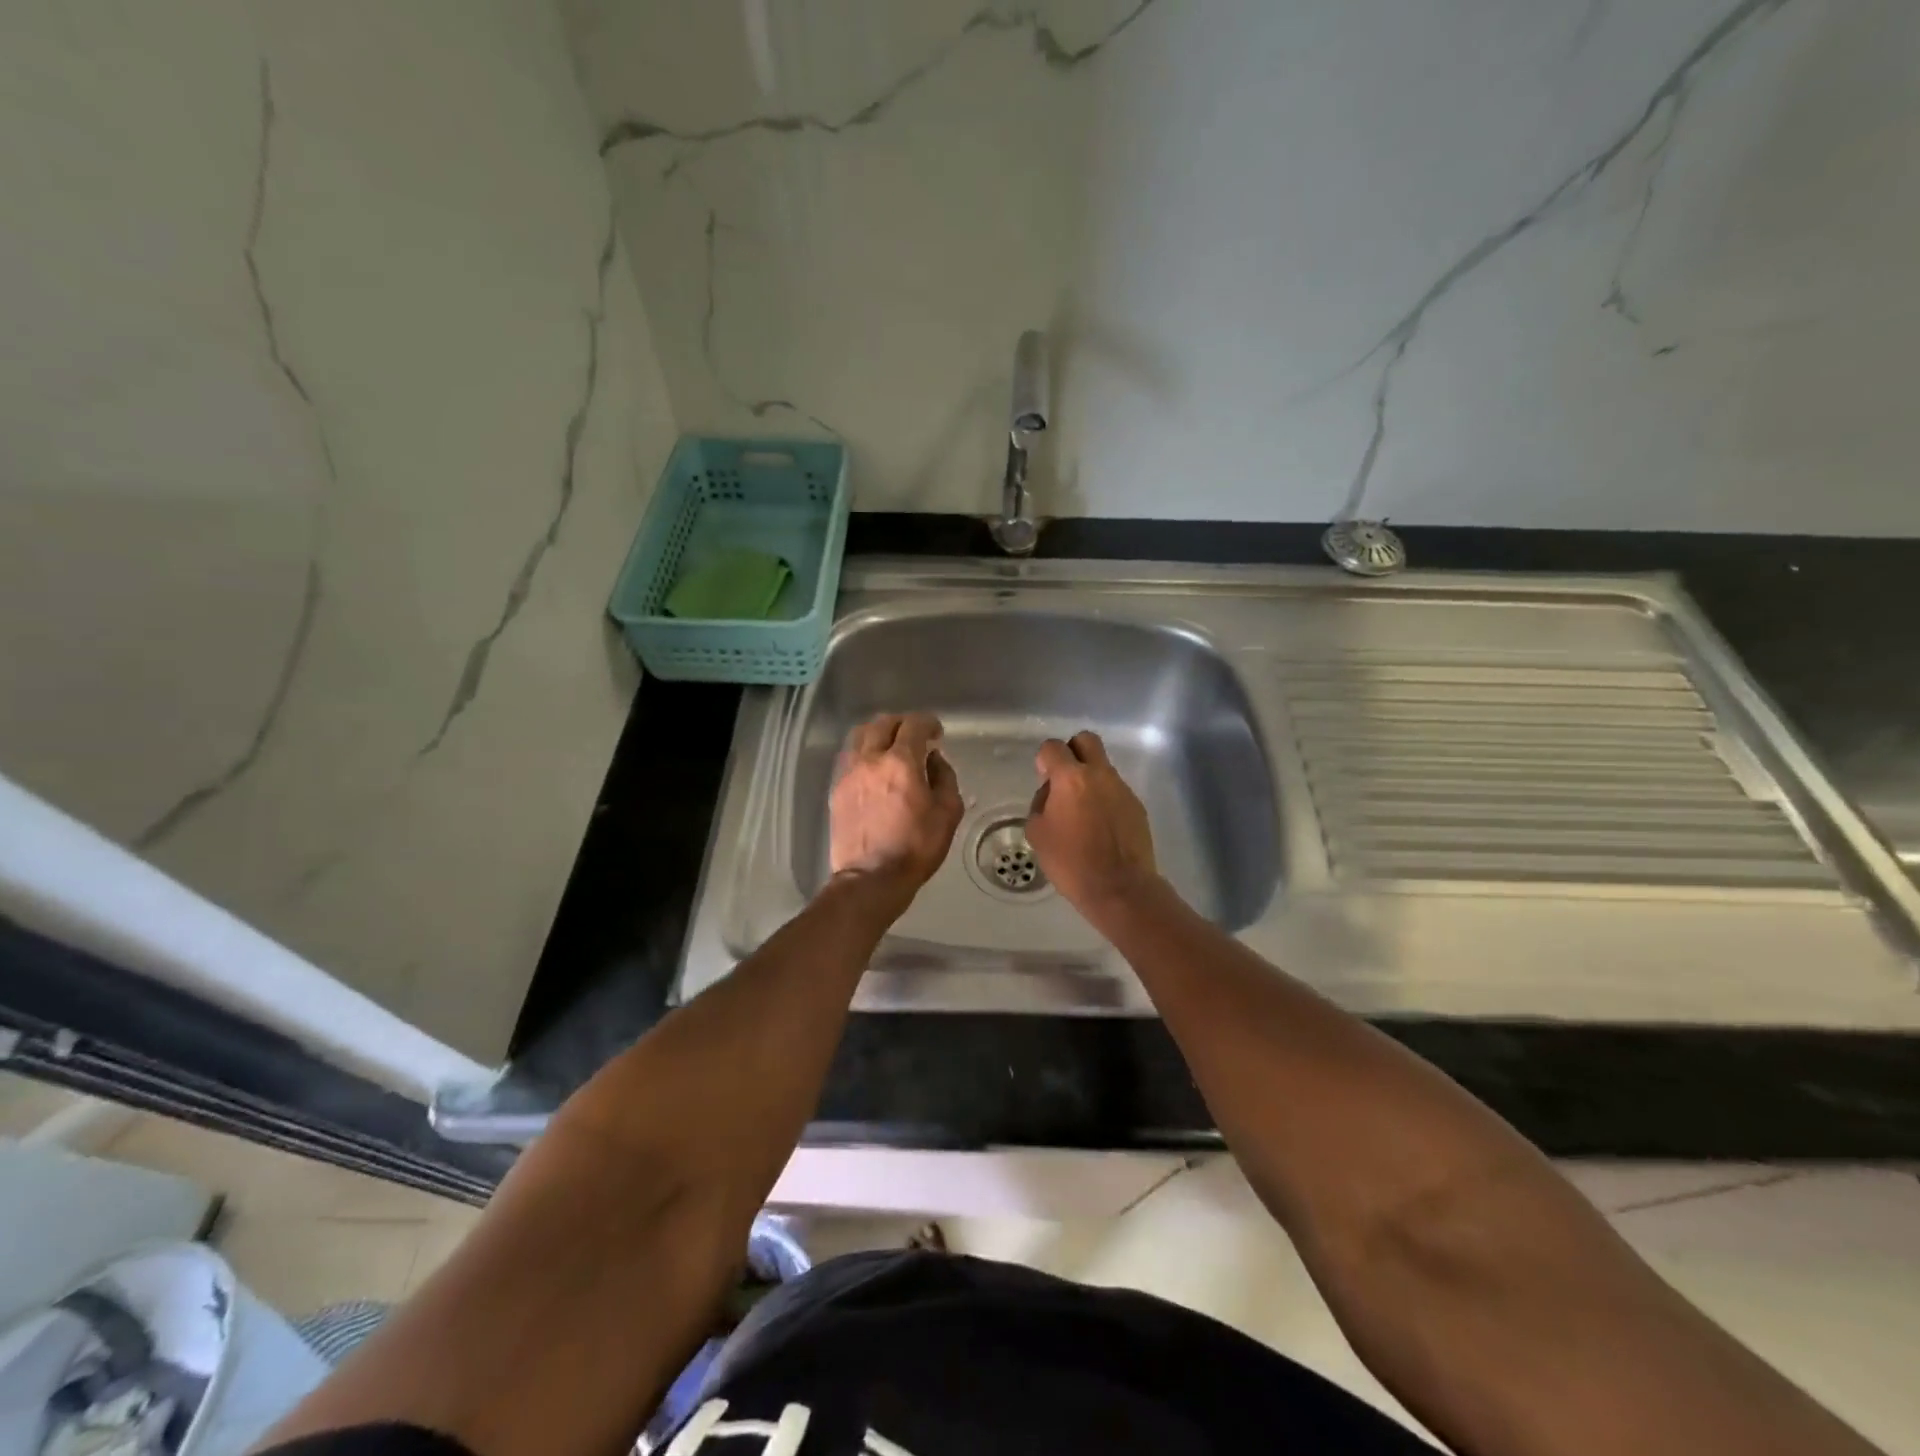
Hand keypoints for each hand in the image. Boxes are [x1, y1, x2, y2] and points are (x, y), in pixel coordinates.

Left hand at [830, 712, 963, 893]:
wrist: (871, 878)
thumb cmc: (916, 848)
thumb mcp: (947, 814)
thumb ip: (945, 778)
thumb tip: (934, 758)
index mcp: (901, 763)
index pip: (913, 725)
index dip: (927, 722)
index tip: (936, 732)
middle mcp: (870, 760)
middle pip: (882, 723)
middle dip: (902, 723)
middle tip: (915, 735)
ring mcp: (848, 773)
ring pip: (859, 735)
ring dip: (878, 733)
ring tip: (891, 745)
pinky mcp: (836, 789)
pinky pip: (849, 756)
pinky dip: (863, 751)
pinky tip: (873, 766)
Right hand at [1026, 730, 1157, 914]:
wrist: (1120, 888)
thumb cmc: (1071, 862)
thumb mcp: (1038, 833)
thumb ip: (1041, 804)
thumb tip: (1051, 794)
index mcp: (1071, 778)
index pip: (1053, 747)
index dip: (1044, 759)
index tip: (1043, 779)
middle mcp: (1100, 775)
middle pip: (1086, 740)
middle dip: (1072, 752)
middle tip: (1064, 780)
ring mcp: (1122, 789)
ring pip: (1103, 768)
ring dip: (1090, 780)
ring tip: (1082, 813)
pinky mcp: (1137, 806)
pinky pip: (1116, 791)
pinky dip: (1105, 800)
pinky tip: (1100, 827)